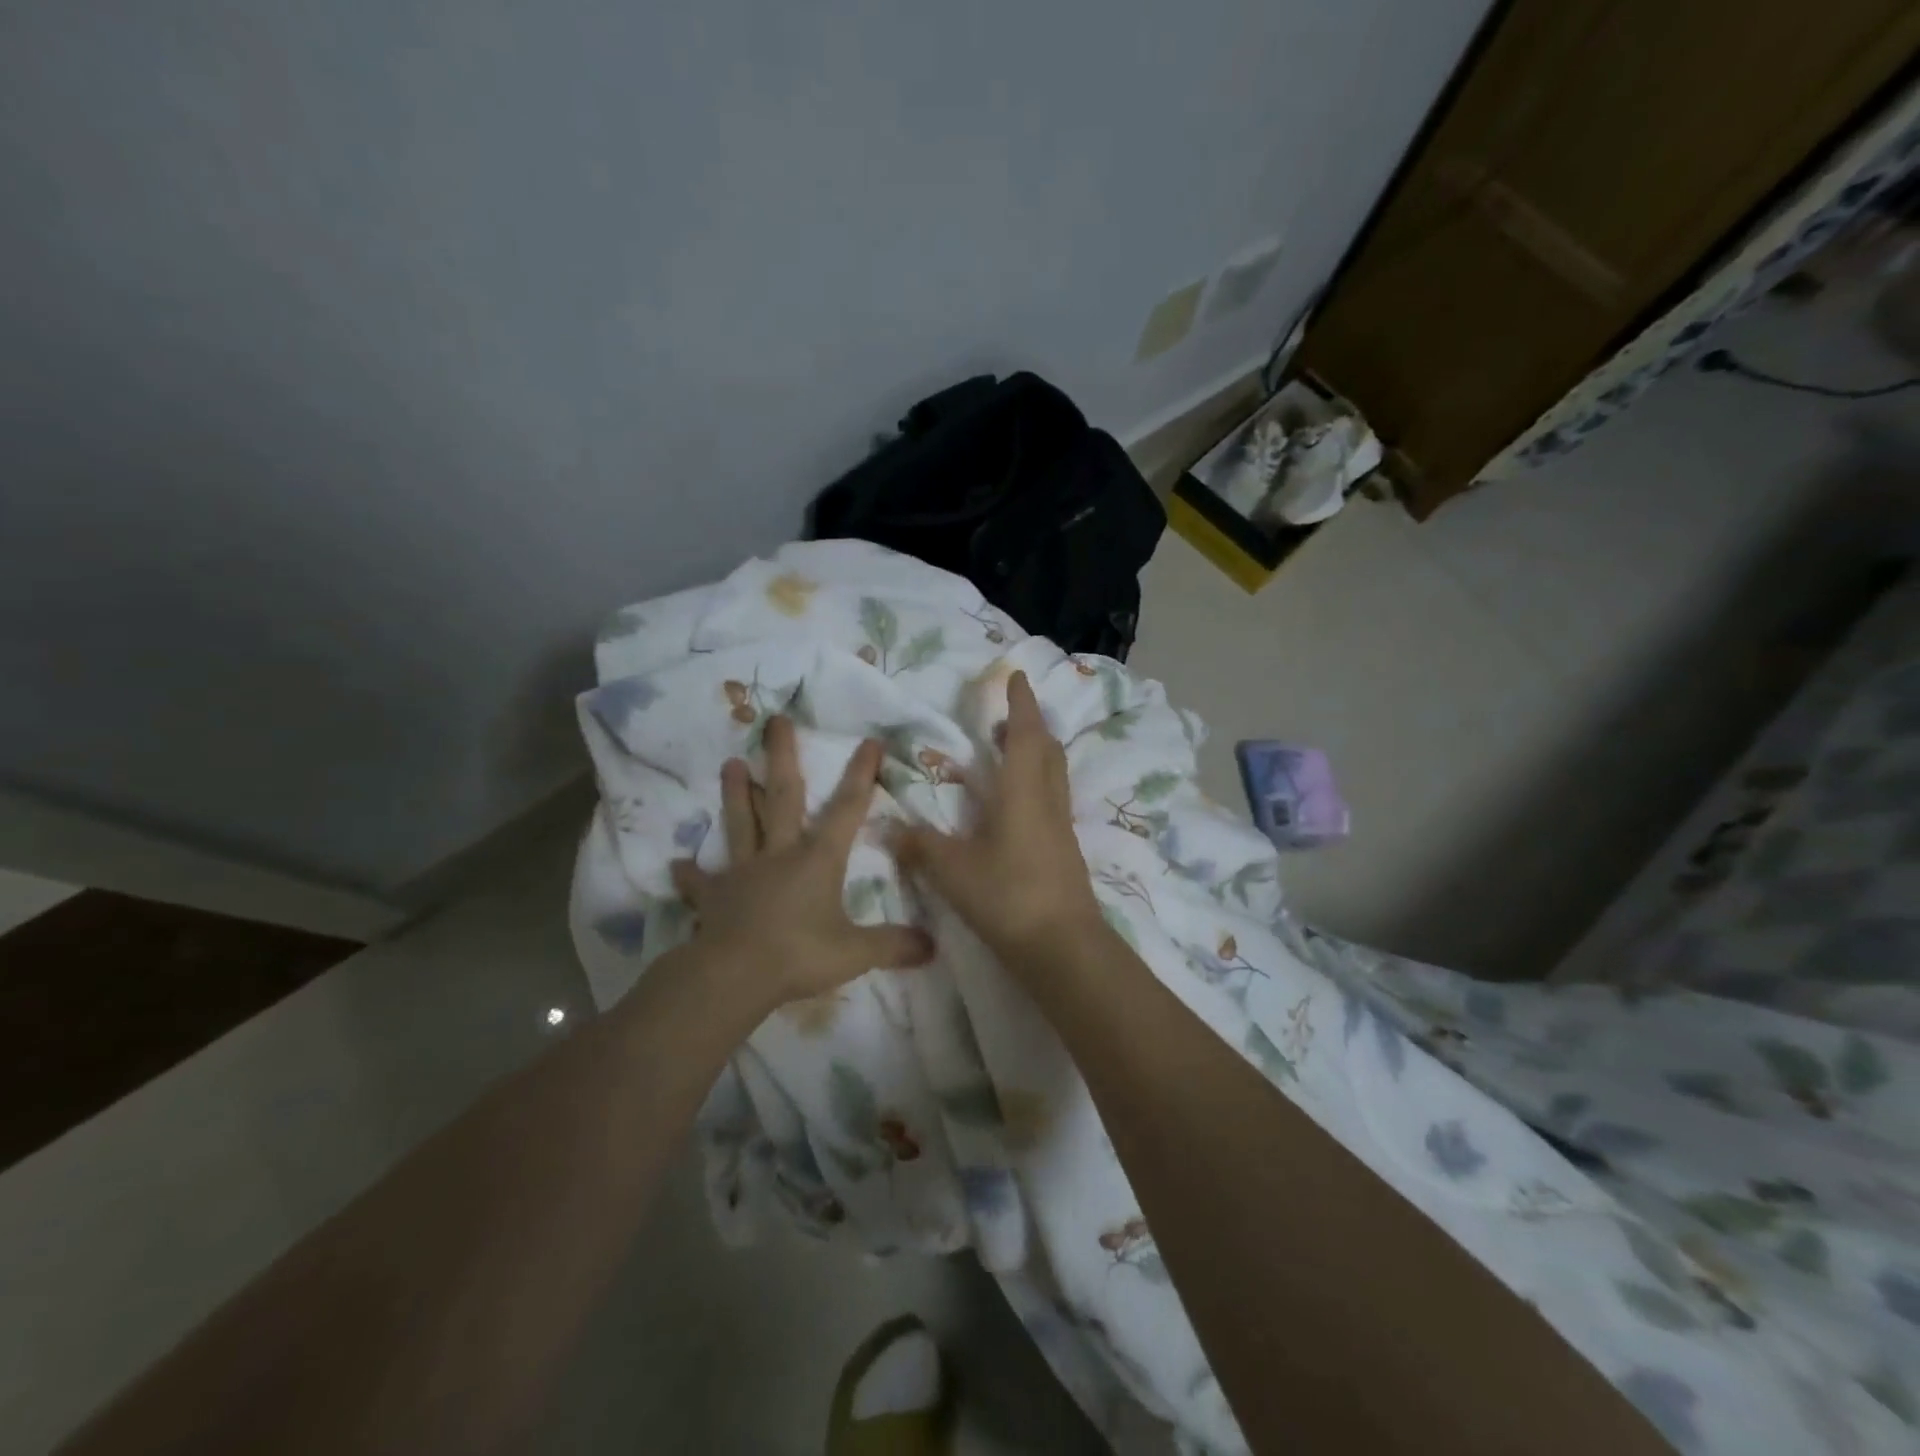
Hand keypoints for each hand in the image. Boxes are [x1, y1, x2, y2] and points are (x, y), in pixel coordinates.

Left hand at [671, 716, 933, 1008]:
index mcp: (817, 859)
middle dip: (782, 757)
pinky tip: (678, 865)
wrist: (734, 976)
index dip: (860, 775)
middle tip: (775, 721)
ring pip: (740, 823)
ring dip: (736, 794)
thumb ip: (894, 945)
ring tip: (730, 763)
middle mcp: (780, 853)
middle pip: (782, 797)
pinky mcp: (713, 896)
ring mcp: (743, 872)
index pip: (846, 809)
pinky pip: (700, 882)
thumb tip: (932, 946)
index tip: (869, 741)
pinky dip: (690, 875)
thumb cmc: (799, 955)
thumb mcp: (856, 953)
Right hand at [893, 671, 1104, 965]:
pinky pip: (1051, 800)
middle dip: (1030, 726)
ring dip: (1035, 754)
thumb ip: (920, 847)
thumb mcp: (953, 871)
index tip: (1017, 677)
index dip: (1021, 703)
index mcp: (1024, 792)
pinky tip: (1014, 807)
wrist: (1064, 947)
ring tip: (1007, 754)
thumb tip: (887, 827)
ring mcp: (1061, 827)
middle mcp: (1048, 801)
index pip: (1026, 734)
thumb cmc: (1009, 897)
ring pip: (1053, 775)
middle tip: (1006, 718)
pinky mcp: (1064, 850)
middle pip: (1047, 750)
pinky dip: (1035, 785)